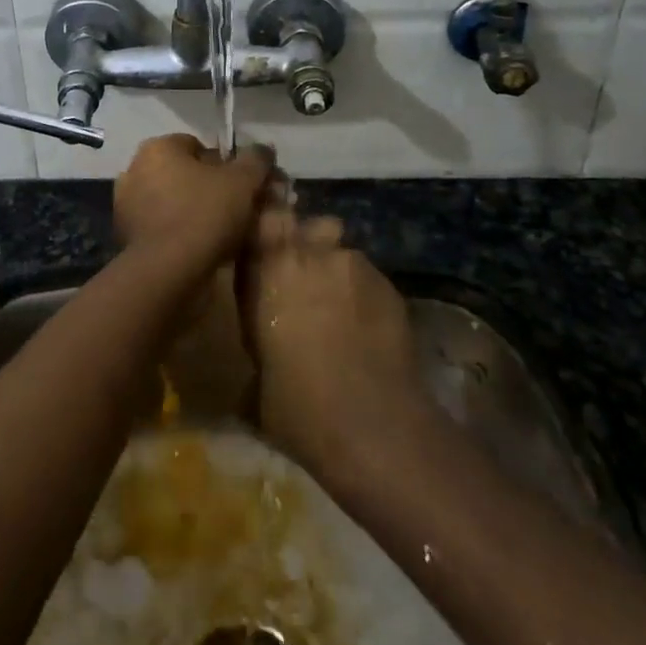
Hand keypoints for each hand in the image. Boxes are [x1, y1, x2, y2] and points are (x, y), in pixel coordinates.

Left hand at [112, 135, 272, 278]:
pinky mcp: (124, 234)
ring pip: (170, 200)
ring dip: (190, 211)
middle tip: (233, 210)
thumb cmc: (204, 214)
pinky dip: (176, 231)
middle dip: (206, 188)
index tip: (241, 188)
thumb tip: (264, 149)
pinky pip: (159, 225)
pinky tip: (196, 248)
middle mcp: (135, 168)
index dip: (224, 166)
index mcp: (158, 147)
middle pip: (182, 173)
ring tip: (218, 233)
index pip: (197, 146)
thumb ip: (255, 160)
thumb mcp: (242, 182)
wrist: (166, 271)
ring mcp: (125, 203)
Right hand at [237, 211, 431, 481]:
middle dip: (307, 245)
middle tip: (305, 282)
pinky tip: (368, 329)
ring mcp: (353, 264)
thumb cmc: (297, 405)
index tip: (266, 246)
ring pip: (341, 253)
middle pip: (308, 226)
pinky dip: (364, 295)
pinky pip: (368, 278)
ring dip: (337, 272)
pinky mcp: (388, 284)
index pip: (263, 218)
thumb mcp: (256, 376)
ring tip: (341, 310)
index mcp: (268, 268)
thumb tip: (262, 349)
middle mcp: (309, 253)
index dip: (266, 227)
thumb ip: (258, 338)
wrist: (372, 425)